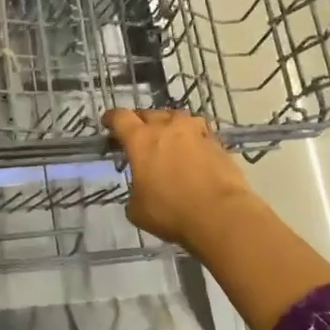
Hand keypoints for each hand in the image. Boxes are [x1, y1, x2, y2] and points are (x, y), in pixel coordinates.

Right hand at [102, 108, 258, 255]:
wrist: (221, 215)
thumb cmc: (171, 212)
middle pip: (148, 114)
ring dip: (168, 125)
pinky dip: (190, 140)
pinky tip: (191, 154)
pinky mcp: (217, 143)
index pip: (120, 118)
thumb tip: (141, 191)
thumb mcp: (137, 209)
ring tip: (167, 139)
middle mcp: (167, 128)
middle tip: (137, 137)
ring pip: (176, 118)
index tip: (108, 123)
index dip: (112, 118)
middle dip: (139, 123)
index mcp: (141, 140)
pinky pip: (198, 133)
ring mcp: (195, 132)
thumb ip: (134, 192)